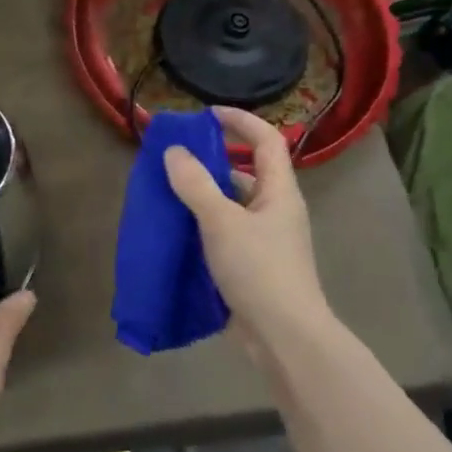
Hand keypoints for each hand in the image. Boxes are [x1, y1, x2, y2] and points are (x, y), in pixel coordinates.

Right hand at [163, 106, 328, 351]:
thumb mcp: (221, 222)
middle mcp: (275, 210)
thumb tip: (174, 151)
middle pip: (247, 171)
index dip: (241, 121)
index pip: (267, 140)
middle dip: (213, 159)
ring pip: (233, 204)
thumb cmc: (259, 270)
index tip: (206, 114)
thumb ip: (195, 184)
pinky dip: (202, 224)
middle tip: (175, 156)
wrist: (284, 337)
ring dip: (204, 194)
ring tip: (167, 190)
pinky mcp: (252, 264)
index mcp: (279, 191)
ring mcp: (265, 239)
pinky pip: (225, 231)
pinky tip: (177, 229)